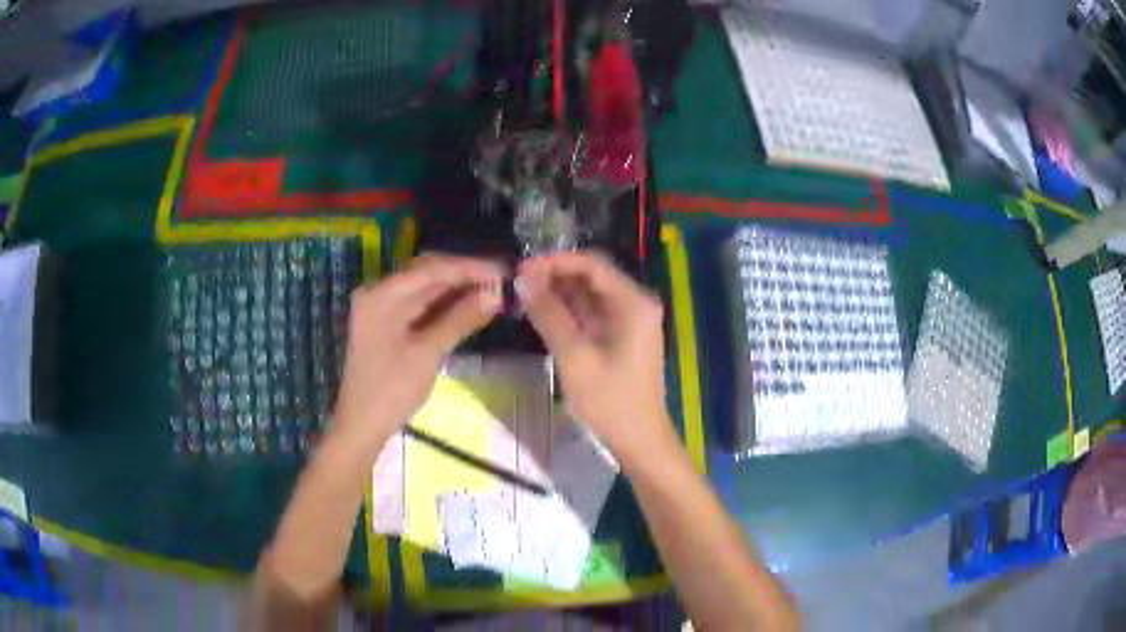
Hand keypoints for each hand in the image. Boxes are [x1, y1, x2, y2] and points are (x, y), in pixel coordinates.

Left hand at [331, 254, 502, 452]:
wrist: (362, 426)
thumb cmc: (391, 390)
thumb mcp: (427, 353)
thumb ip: (460, 319)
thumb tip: (494, 294)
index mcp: (382, 294)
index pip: (432, 269)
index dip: (469, 269)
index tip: (503, 272)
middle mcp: (379, 293)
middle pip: (427, 273)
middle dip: (464, 276)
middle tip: (501, 282)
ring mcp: (381, 309)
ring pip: (425, 290)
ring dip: (456, 290)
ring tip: (492, 293)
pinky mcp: (387, 325)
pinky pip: (419, 306)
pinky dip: (443, 306)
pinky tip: (468, 307)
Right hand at [516, 251, 676, 461]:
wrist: (639, 440)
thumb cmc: (610, 401)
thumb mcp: (575, 357)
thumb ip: (549, 314)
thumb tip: (523, 279)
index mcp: (633, 302)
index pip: (591, 264)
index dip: (554, 261)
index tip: (521, 268)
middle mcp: (635, 302)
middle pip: (591, 276)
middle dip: (555, 276)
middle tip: (517, 283)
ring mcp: (630, 319)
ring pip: (590, 294)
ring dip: (559, 292)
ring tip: (523, 295)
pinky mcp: (622, 335)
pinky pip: (592, 312)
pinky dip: (569, 311)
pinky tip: (542, 312)